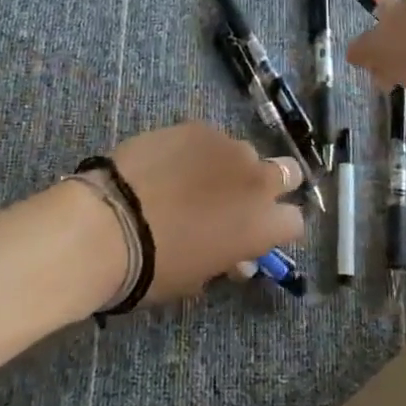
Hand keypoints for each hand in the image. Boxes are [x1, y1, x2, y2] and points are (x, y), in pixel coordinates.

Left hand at [111, 122, 306, 301]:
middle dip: (271, 185)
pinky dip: (198, 151)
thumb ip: (227, 259)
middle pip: (287, 173)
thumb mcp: (199, 277)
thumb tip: (237, 257)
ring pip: (244, 153)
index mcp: (265, 224)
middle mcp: (258, 180)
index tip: (256, 234)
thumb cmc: (156, 266)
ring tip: (195, 179)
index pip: (294, 222)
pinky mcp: (198, 127)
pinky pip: (209, 138)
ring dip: (230, 167)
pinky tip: (170, 164)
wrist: (111, 223)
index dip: (277, 228)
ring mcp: (228, 147)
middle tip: (239, 199)